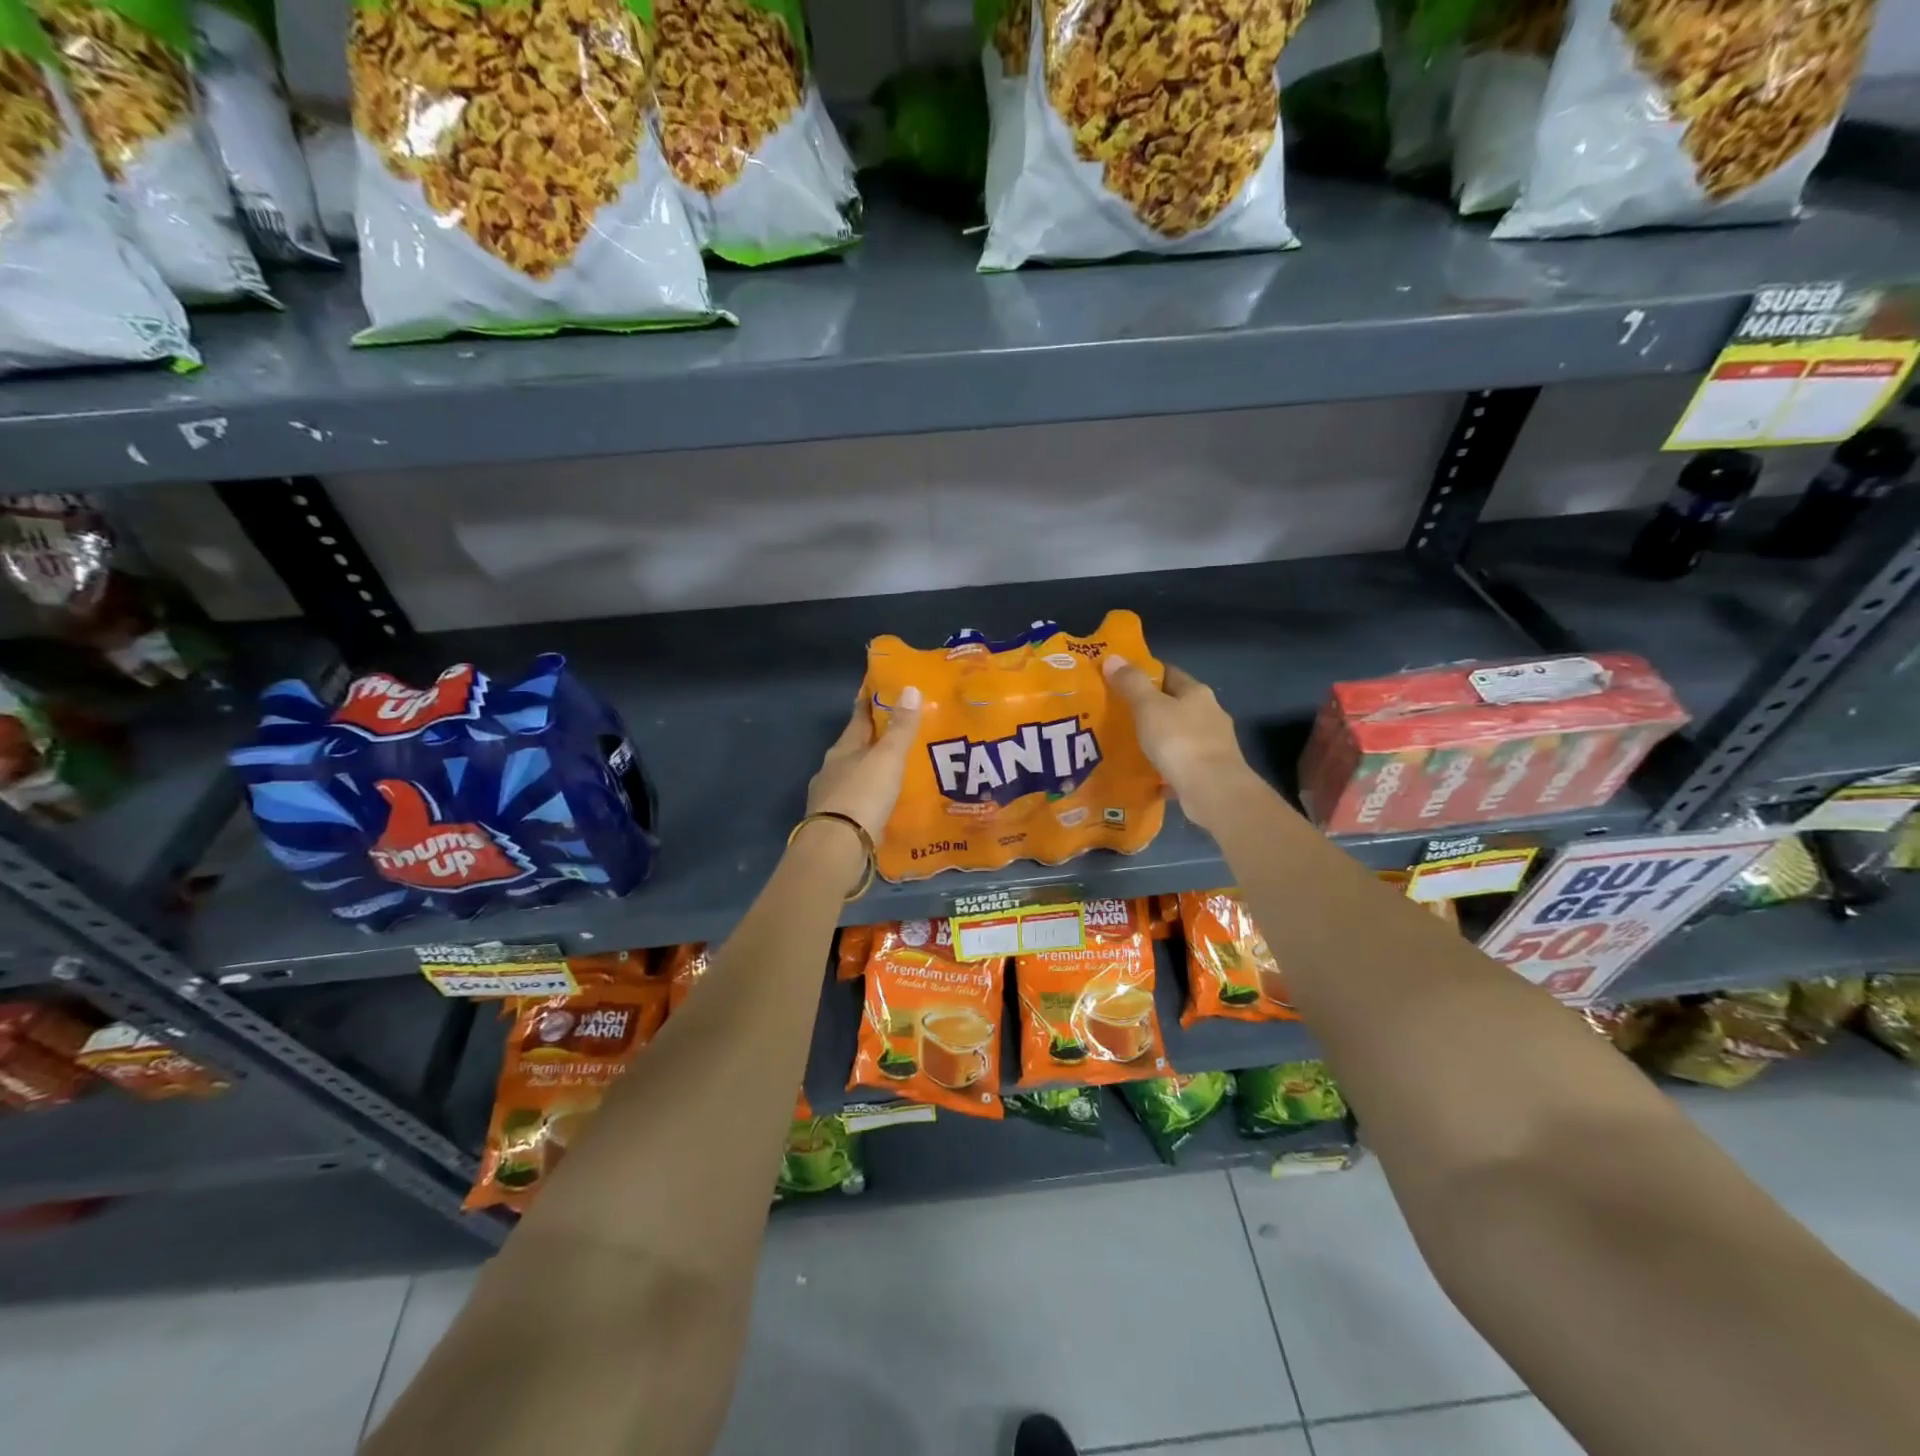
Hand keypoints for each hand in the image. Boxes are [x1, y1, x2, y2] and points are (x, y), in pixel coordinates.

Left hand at [806, 685, 922, 843]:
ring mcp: (830, 798)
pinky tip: (883, 804)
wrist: (836, 848)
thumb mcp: (887, 758)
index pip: (858, 717)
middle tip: (899, 733)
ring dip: (871, 771)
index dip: (870, 702)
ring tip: (896, 770)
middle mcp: (832, 769)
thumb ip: (900, 728)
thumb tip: (909, 688)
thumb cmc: (863, 795)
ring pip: (854, 776)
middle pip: (855, 747)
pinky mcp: (836, 823)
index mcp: (843, 748)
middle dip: (874, 740)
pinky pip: (857, 802)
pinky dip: (870, 798)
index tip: (881, 689)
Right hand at [1103, 657, 1252, 829]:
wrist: (1213, 790)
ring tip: (1131, 746)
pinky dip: (1166, 769)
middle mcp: (1210, 714)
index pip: (1169, 674)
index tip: (1121, 681)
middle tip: (1121, 715)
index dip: (1146, 674)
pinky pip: (1183, 766)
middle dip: (1152, 709)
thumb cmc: (1179, 741)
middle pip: (1176, 705)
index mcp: (1197, 693)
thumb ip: (1131, 684)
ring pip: (1180, 736)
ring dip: (1160, 739)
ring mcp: (1214, 745)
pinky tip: (1149, 778)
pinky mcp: (1212, 772)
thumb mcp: (1148, 707)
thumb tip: (1113, 658)